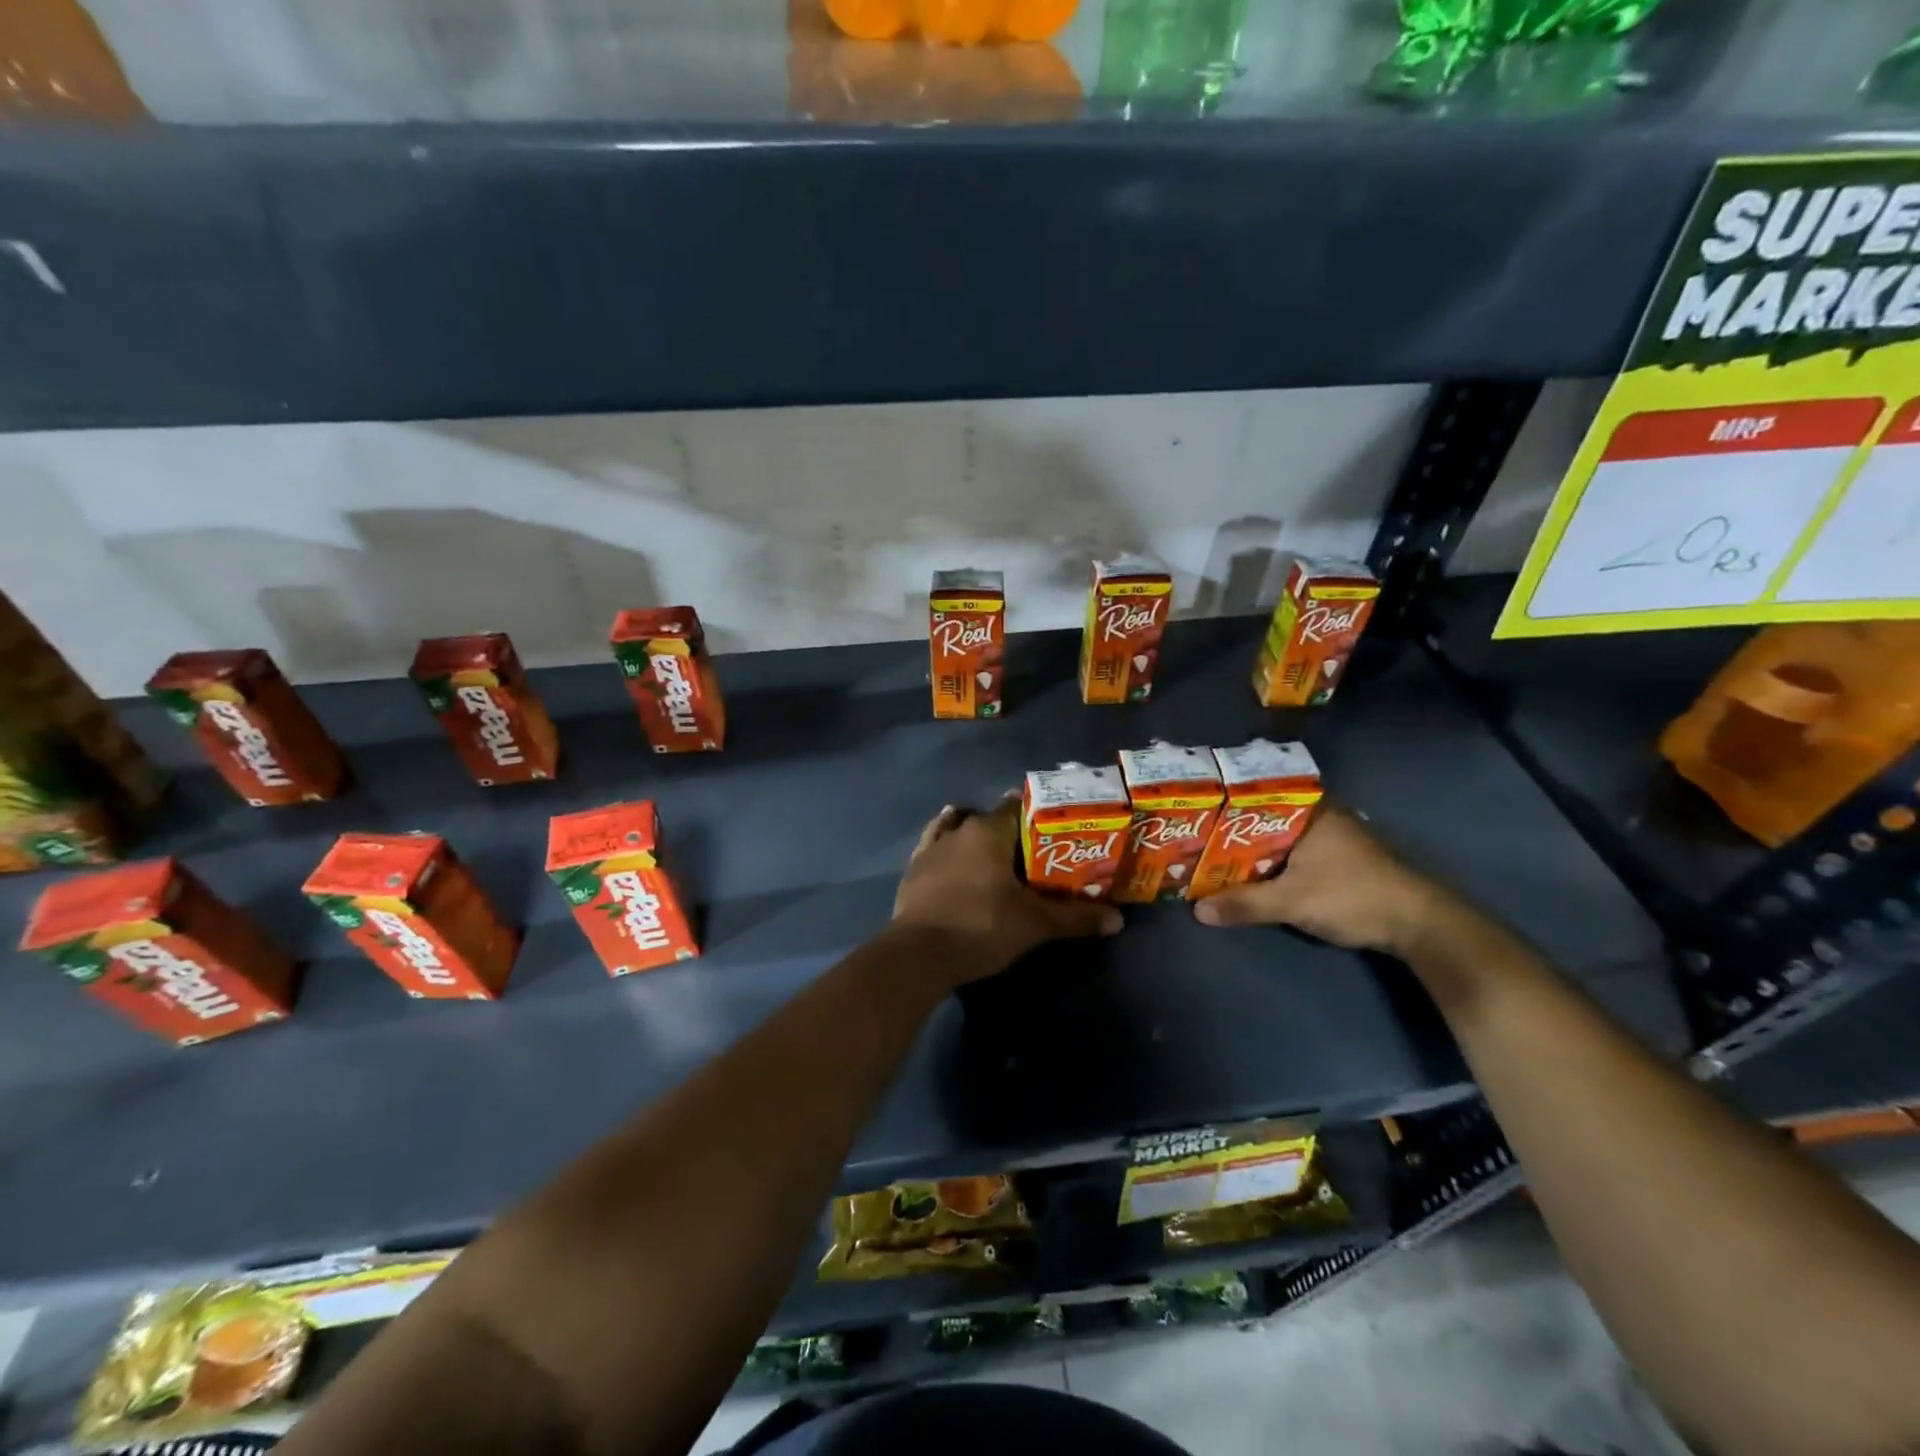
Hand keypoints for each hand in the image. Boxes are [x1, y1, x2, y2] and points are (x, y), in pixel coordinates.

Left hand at [893, 798, 1122, 984]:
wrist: (919, 954)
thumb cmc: (981, 928)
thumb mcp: (1034, 924)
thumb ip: (1075, 918)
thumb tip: (1118, 920)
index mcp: (989, 831)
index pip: (1017, 807)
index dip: (1037, 815)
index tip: (1054, 830)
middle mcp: (959, 829)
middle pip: (988, 818)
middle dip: (1008, 830)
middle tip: (1030, 852)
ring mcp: (931, 847)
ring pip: (956, 826)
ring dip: (972, 833)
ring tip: (990, 853)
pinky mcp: (912, 869)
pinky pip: (932, 845)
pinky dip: (945, 847)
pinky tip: (952, 858)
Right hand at [1191, 802, 1446, 955]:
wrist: (1417, 923)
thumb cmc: (1353, 896)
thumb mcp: (1293, 901)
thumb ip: (1245, 903)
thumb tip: (1197, 911)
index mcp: (1310, 809)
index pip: (1257, 793)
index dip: (1224, 802)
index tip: (1193, 808)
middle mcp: (1320, 814)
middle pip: (1263, 815)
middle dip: (1231, 827)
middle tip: (1192, 833)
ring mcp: (1330, 835)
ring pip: (1277, 834)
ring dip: (1249, 845)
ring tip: (1209, 851)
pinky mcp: (1336, 857)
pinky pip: (1290, 850)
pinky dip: (1268, 858)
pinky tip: (1246, 869)